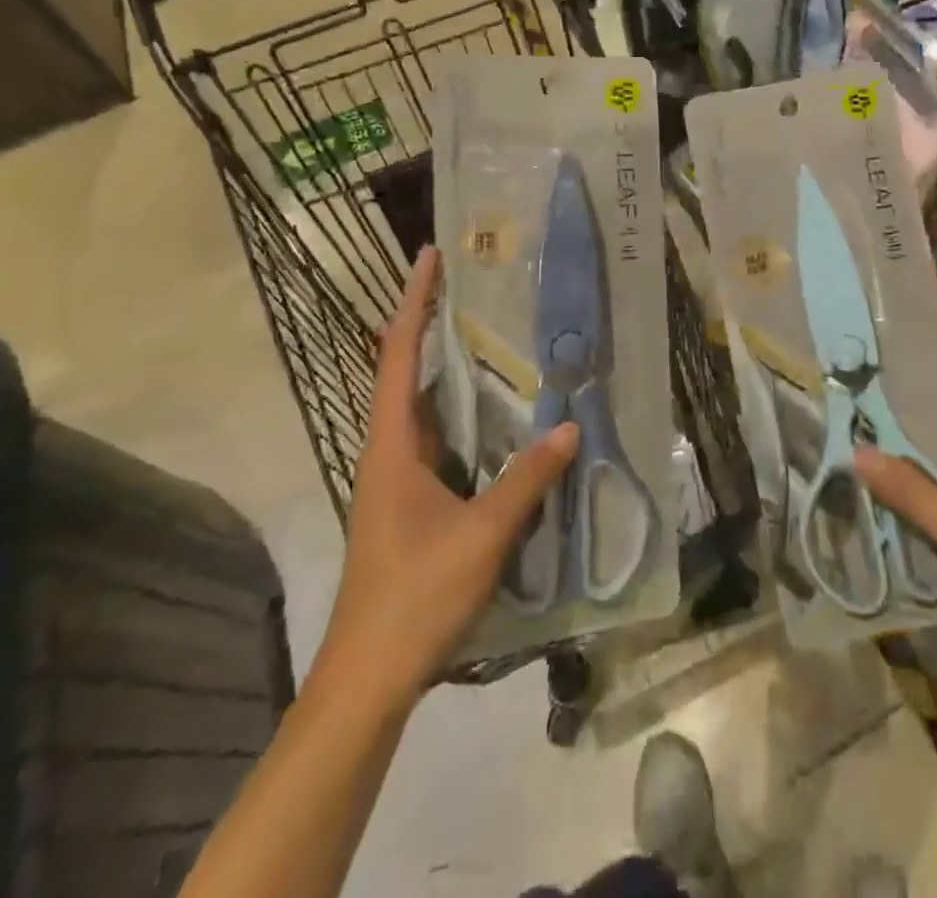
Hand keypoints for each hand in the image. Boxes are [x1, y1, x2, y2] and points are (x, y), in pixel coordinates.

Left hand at [308, 247, 578, 708]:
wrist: (368, 679)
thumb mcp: (481, 535)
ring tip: (495, 337)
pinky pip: (440, 442)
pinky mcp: (411, 504)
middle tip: (478, 288)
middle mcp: (389, 451)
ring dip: (450, 370)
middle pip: (407, 372)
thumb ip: (526, 480)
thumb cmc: (414, 596)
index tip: (430, 257)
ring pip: (424, 408)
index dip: (414, 302)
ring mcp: (397, 480)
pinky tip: (500, 419)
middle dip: (434, 324)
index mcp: (392, 446)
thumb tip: (568, 427)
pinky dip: (464, 416)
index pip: (399, 356)